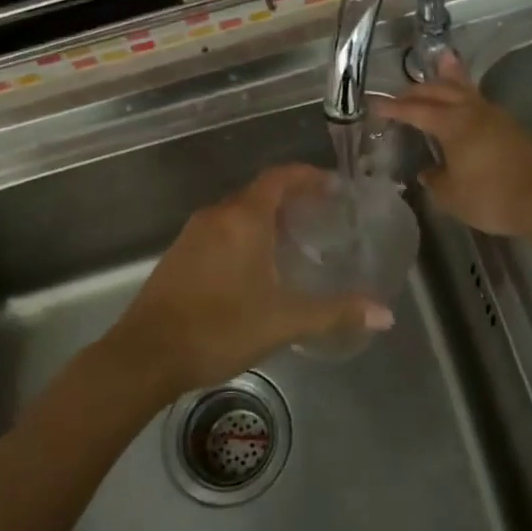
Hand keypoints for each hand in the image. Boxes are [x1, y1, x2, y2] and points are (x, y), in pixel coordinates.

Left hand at [109, 165, 394, 397]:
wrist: (146, 354)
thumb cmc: (219, 328)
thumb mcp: (283, 321)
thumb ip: (335, 312)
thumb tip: (385, 313)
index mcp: (243, 219)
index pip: (280, 178)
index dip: (308, 176)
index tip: (333, 186)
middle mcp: (217, 216)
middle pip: (259, 192)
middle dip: (292, 198)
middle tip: (323, 217)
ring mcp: (193, 234)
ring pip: (238, 212)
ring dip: (267, 217)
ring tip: (296, 241)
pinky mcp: (180, 254)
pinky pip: (221, 230)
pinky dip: (245, 234)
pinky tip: (257, 266)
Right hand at [380, 55, 531, 237]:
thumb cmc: (492, 197)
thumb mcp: (451, 196)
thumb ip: (435, 179)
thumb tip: (429, 171)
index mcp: (453, 124)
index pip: (416, 111)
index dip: (394, 108)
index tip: (374, 105)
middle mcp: (473, 112)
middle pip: (441, 90)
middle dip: (417, 90)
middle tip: (400, 94)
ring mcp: (496, 117)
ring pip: (465, 89)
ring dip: (447, 80)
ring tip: (440, 63)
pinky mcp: (511, 128)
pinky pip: (479, 102)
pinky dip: (465, 95)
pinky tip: (465, 103)